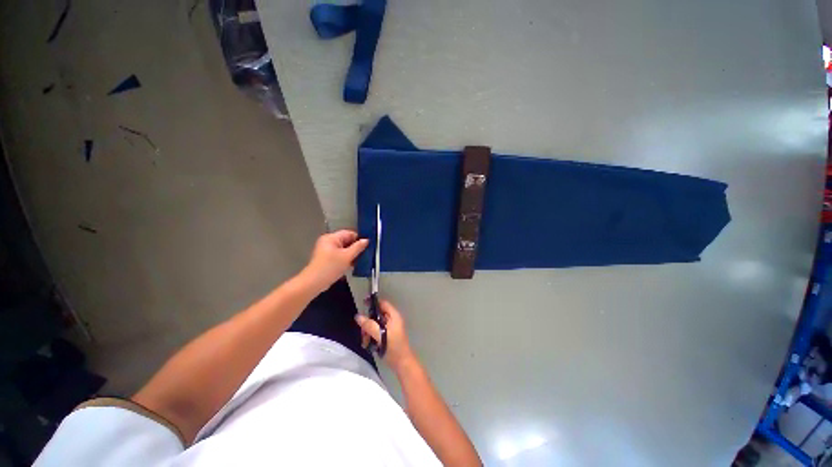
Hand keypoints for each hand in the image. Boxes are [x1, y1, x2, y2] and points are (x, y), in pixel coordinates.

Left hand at [301, 230, 368, 293]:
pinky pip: (340, 255)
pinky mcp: (327, 258)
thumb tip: (366, 240)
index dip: (359, 238)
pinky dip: (346, 259)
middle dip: (356, 247)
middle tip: (366, 254)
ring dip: (352, 254)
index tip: (368, 246)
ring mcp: (327, 250)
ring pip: (344, 249)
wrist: (314, 283)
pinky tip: (352, 265)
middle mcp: (328, 241)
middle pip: (346, 241)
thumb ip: (358, 247)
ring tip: (360, 260)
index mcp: (331, 237)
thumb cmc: (330, 267)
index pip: (349, 233)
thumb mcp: (347, 256)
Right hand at [355, 300, 416, 370]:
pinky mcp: (386, 336)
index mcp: (393, 316)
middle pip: (376, 315)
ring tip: (365, 341)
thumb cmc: (394, 347)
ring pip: (374, 324)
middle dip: (368, 322)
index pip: (382, 303)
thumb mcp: (380, 335)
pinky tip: (368, 345)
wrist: (402, 363)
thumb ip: (369, 325)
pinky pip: (376, 332)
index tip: (362, 304)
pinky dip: (371, 336)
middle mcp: (392, 320)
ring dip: (368, 331)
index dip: (373, 303)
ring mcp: (389, 328)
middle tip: (363, 332)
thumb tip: (358, 316)